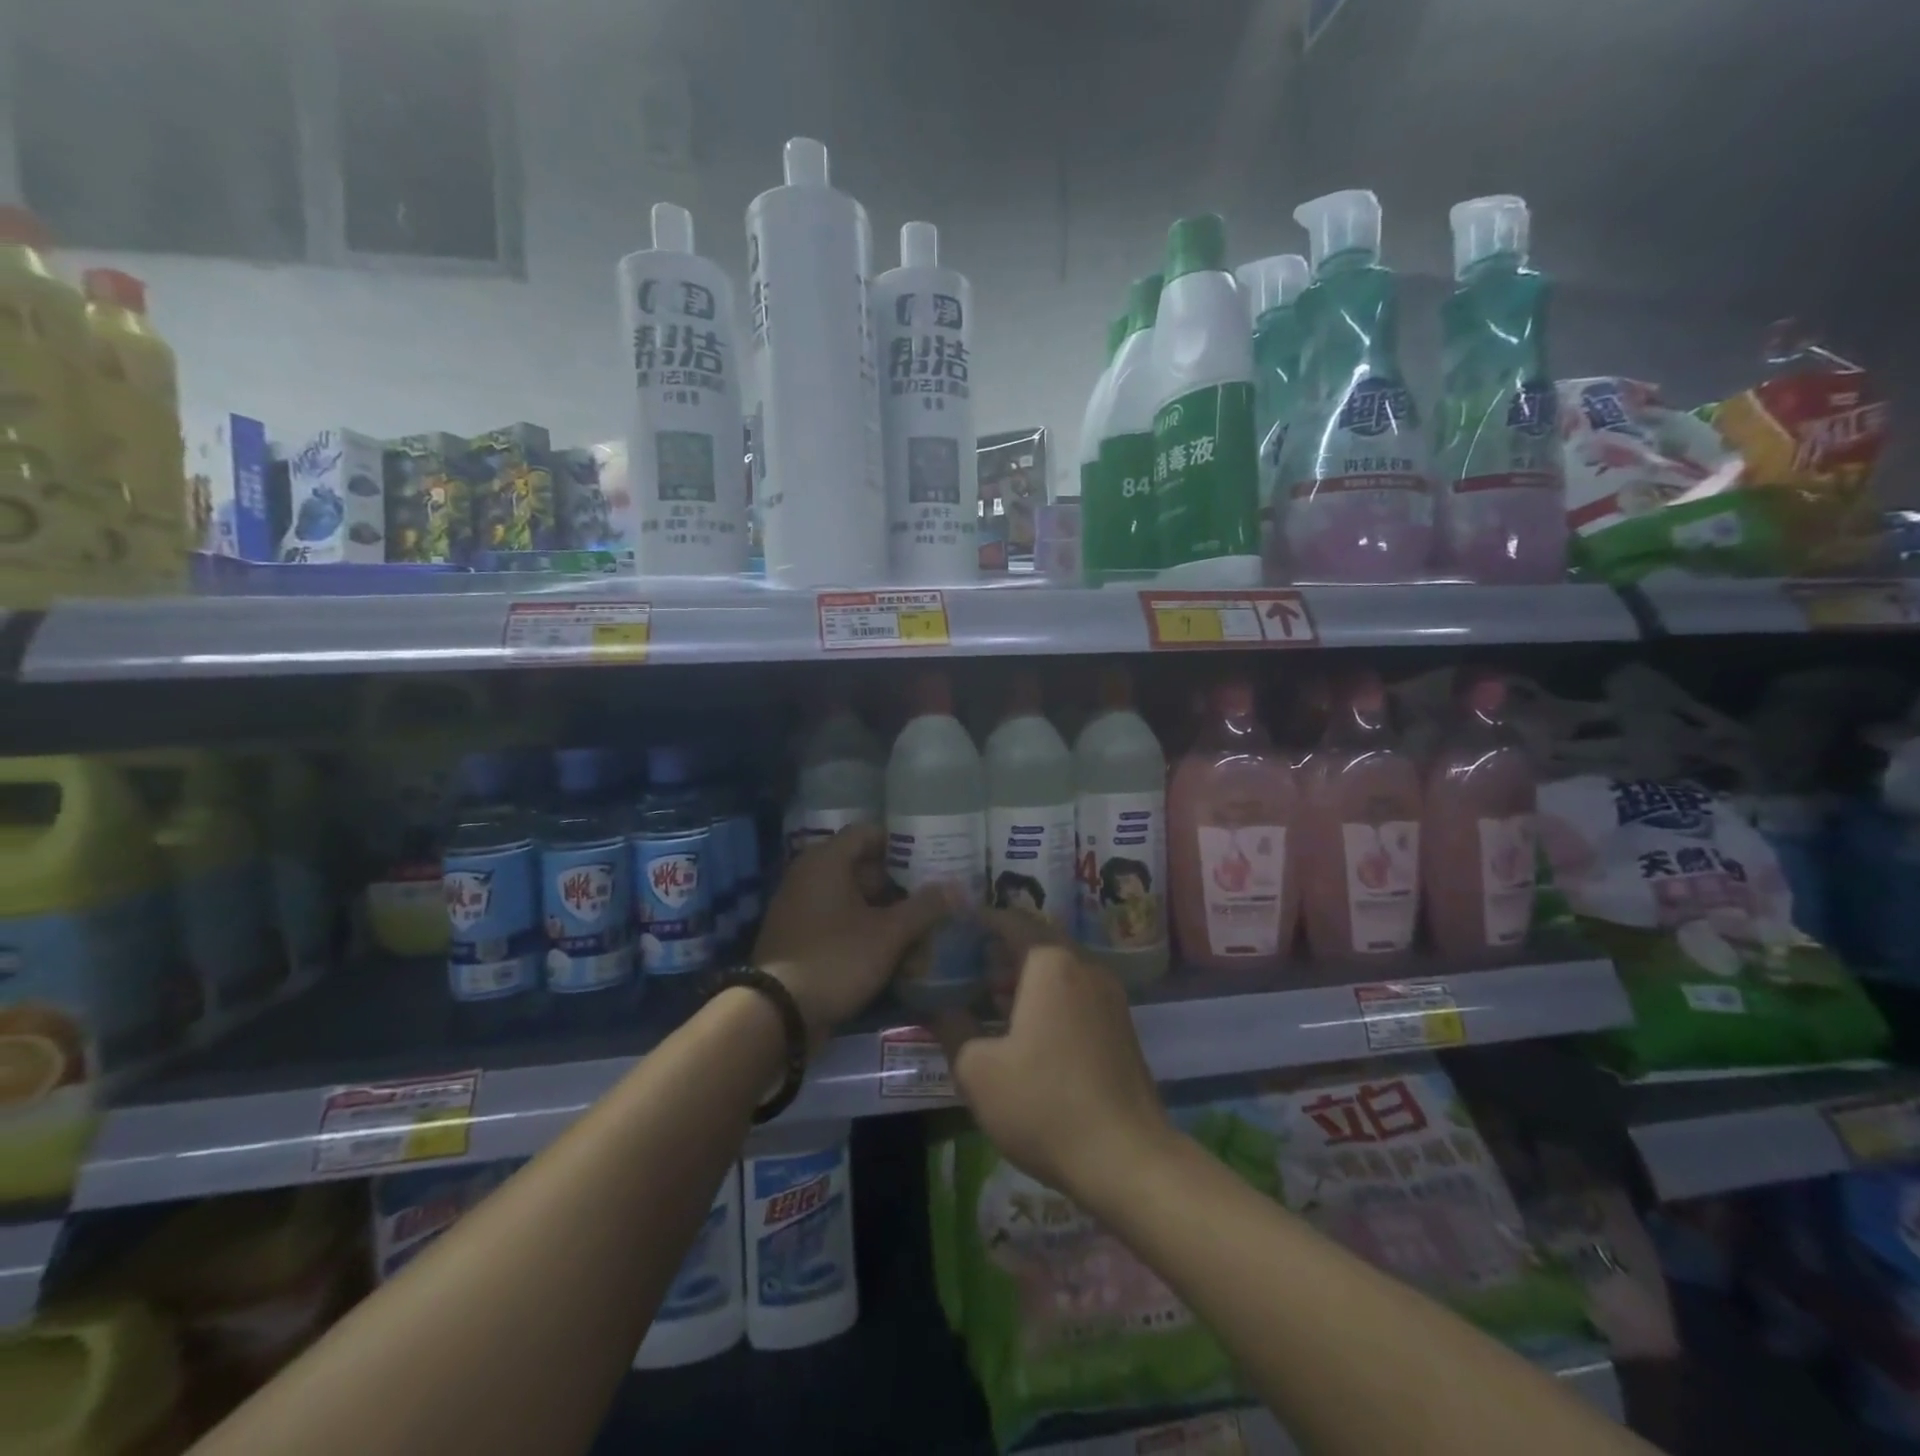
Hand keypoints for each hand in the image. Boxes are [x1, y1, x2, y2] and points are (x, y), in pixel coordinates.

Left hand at [752, 824, 953, 1049]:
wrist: (777, 1014)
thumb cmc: (836, 959)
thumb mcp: (888, 934)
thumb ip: (924, 908)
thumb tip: (956, 888)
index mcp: (826, 860)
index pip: (869, 833)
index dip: (902, 843)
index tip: (931, 858)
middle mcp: (808, 874)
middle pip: (861, 866)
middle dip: (897, 882)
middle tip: (930, 895)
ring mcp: (798, 905)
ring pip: (851, 896)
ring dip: (882, 909)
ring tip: (917, 925)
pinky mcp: (797, 934)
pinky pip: (836, 919)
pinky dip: (861, 926)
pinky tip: (889, 947)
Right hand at [935, 924, 1173, 1206]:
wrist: (1128, 1158)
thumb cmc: (1044, 1104)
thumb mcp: (978, 1070)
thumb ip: (952, 1027)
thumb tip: (937, 1006)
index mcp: (1051, 963)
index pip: (1011, 920)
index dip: (980, 921)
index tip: (954, 929)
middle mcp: (1085, 966)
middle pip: (1037, 941)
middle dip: (1001, 949)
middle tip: (966, 965)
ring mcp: (1109, 995)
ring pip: (1059, 967)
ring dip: (1024, 975)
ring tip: (989, 997)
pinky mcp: (1120, 1024)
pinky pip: (1076, 991)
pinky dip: (1048, 995)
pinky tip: (1025, 1027)